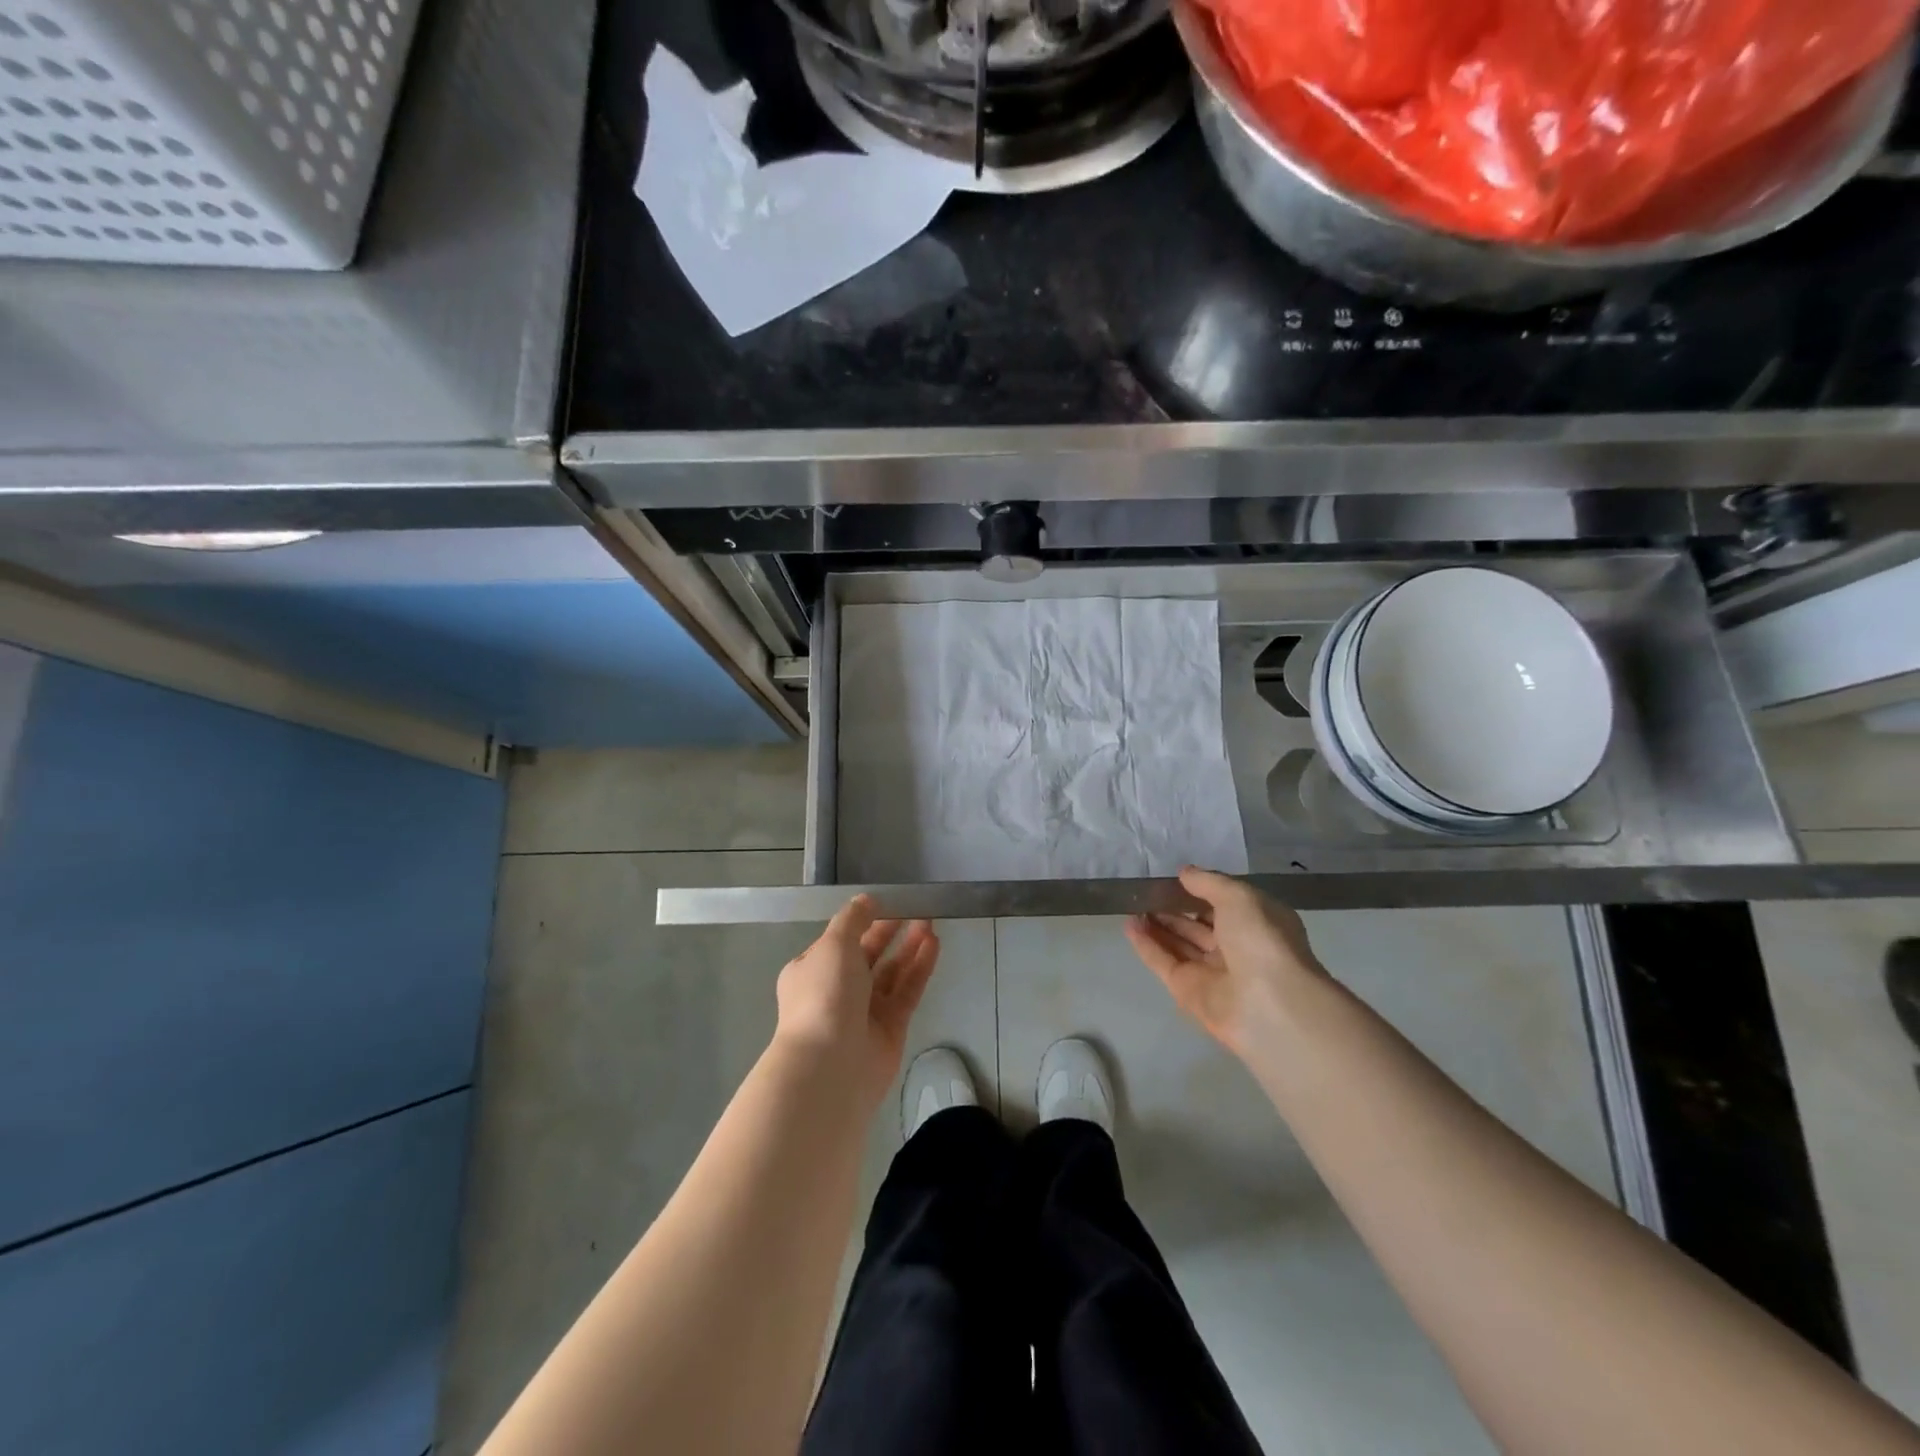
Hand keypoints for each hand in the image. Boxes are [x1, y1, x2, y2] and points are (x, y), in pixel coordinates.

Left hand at [775, 896, 939, 1106]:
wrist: (830, 1066)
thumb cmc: (824, 996)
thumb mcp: (833, 945)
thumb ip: (852, 919)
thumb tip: (867, 900)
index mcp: (812, 971)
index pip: (839, 942)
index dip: (862, 922)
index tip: (887, 903)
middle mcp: (837, 991)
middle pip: (868, 955)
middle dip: (890, 932)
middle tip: (915, 908)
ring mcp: (865, 1011)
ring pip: (891, 973)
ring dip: (909, 947)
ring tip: (930, 921)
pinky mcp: (891, 1028)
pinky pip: (907, 991)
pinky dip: (919, 968)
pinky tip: (934, 945)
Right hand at [1124, 866, 1325, 1059]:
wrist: (1269, 1004)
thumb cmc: (1261, 940)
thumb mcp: (1239, 896)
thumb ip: (1208, 882)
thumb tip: (1185, 873)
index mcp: (1257, 924)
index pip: (1225, 905)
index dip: (1202, 891)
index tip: (1176, 878)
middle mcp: (1236, 948)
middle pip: (1198, 926)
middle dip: (1173, 909)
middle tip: (1146, 892)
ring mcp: (1211, 972)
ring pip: (1178, 944)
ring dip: (1156, 925)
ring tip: (1132, 905)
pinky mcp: (1187, 991)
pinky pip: (1163, 962)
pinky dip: (1146, 945)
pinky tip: (1128, 925)